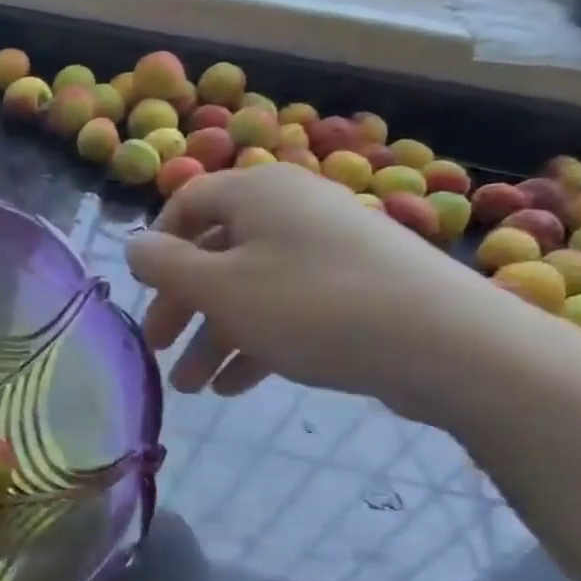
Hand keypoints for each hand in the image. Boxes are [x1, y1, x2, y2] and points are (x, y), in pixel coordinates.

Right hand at [124, 163, 489, 408]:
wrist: (448, 345)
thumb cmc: (310, 306)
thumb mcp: (219, 288)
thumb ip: (164, 266)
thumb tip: (133, 246)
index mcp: (257, 192)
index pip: (187, 203)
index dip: (157, 246)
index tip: (143, 291)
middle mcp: (291, 210)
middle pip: (216, 252)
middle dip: (183, 306)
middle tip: (158, 348)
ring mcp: (328, 249)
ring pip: (251, 288)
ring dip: (215, 336)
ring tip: (193, 388)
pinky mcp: (356, 288)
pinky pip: (289, 307)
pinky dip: (258, 341)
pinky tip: (238, 386)